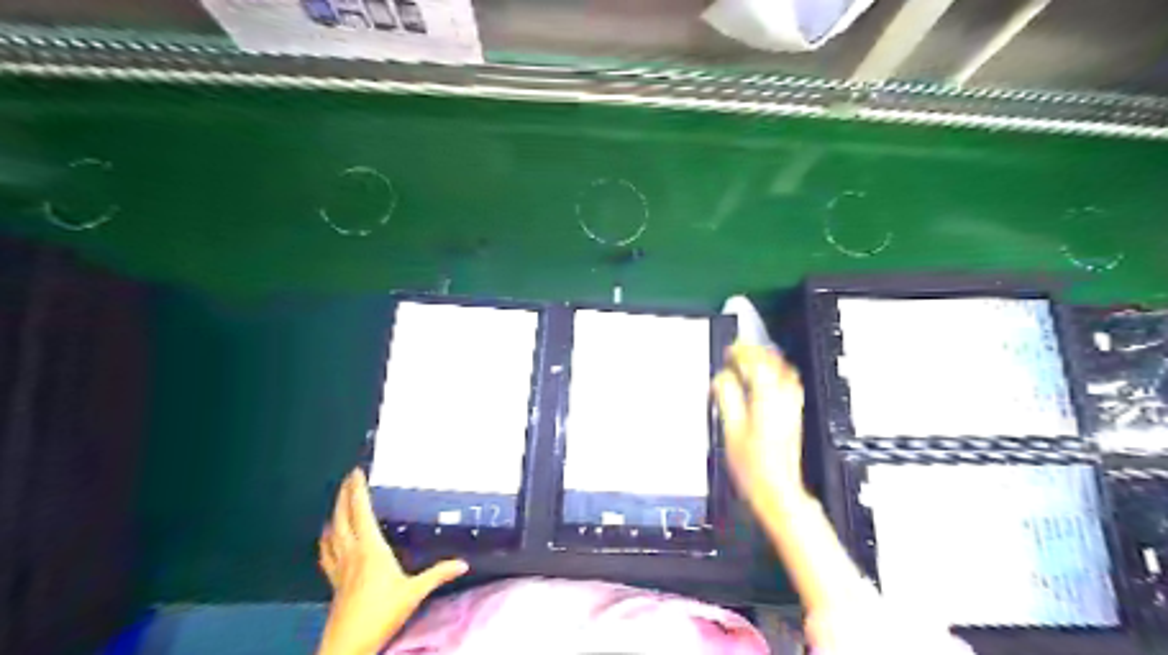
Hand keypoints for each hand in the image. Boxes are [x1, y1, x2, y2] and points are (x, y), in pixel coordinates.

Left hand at [318, 471, 469, 653]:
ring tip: (337, 501)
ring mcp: (339, 567)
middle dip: (343, 495)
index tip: (357, 472)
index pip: (361, 511)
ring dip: (333, 513)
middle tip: (347, 479)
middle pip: (342, 517)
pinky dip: (326, 539)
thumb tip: (462, 563)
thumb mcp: (414, 592)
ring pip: (331, 532)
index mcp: (370, 548)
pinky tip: (327, 537)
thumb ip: (438, 574)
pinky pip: (326, 552)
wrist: (348, 644)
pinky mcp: (333, 581)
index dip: (358, 490)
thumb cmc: (382, 614)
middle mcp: (351, 552)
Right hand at [713, 345, 803, 502]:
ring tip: (752, 359)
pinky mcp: (795, 414)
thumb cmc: (754, 467)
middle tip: (738, 350)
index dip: (742, 352)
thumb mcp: (730, 430)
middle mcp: (784, 398)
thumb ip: (727, 398)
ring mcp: (792, 406)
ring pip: (784, 370)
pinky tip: (770, 377)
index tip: (730, 349)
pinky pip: (790, 384)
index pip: (756, 363)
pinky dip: (778, 374)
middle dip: (754, 352)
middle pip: (773, 362)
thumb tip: (721, 379)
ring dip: (768, 360)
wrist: (778, 488)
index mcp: (766, 398)